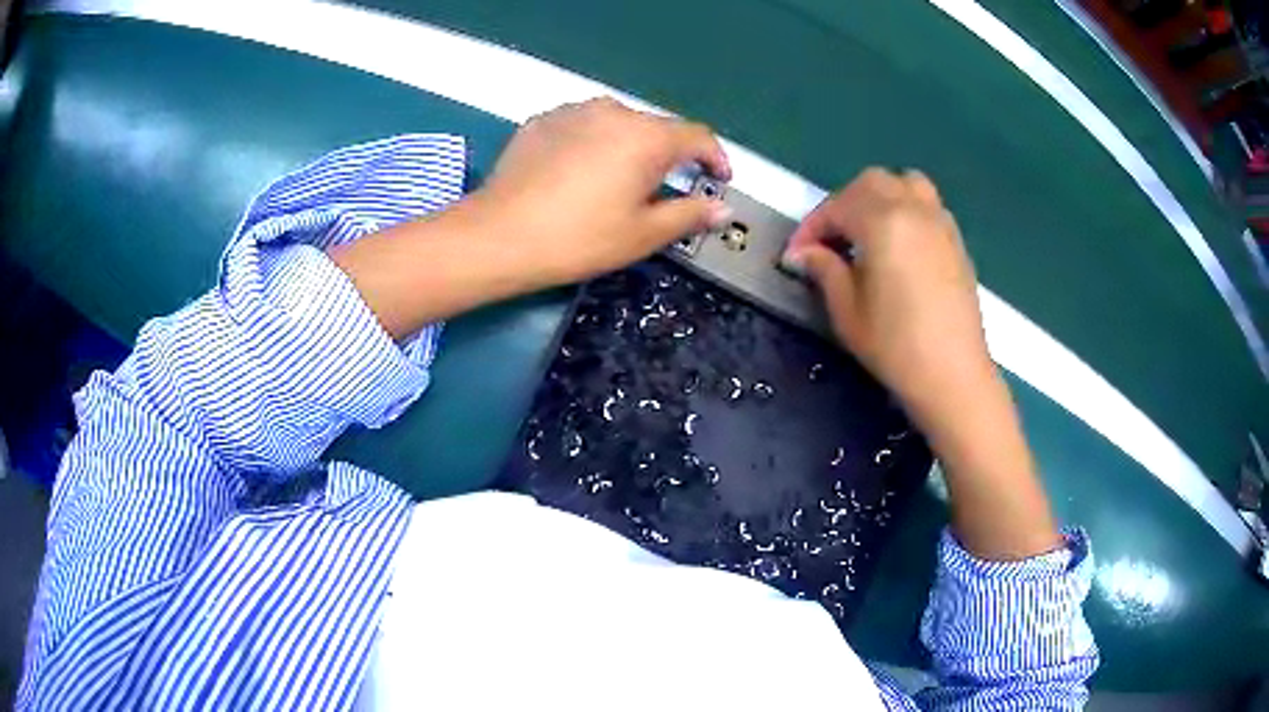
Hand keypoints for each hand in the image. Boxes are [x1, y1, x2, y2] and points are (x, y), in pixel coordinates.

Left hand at [470, 98, 733, 286]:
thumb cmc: (578, 238)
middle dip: (669, 155)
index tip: (719, 179)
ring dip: (629, 146)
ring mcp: (573, 111)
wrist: (499, 235)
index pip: (697, 136)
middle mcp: (613, 111)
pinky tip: (579, 172)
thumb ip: (689, 214)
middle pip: (656, 127)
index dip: (715, 158)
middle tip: (665, 189)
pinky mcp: (542, 120)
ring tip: (619, 180)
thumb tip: (721, 208)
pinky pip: (582, 126)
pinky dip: (593, 143)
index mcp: (647, 137)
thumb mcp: (643, 234)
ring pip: (617, 123)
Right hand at [785, 168, 1061, 559]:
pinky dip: (905, 209)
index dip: (811, 227)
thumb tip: (804, 253)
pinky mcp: (956, 241)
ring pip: (905, 184)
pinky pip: (927, 205)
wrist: (954, 376)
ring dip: (878, 198)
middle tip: (830, 239)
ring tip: (866, 232)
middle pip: (872, 183)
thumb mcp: (848, 311)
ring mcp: (940, 223)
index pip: (837, 206)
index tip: (796, 255)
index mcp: (883, 221)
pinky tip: (898, 246)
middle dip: (844, 203)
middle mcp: (914, 209)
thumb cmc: (896, 347)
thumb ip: (825, 269)